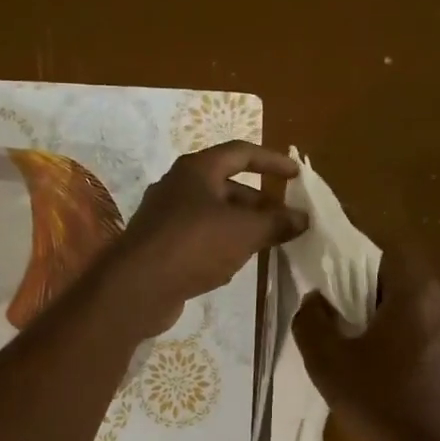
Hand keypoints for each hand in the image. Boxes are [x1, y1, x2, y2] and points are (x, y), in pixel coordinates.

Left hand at [104, 142, 307, 335]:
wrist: (136, 287)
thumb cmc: (194, 245)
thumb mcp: (244, 232)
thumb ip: (276, 223)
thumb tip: (303, 218)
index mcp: (196, 170)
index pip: (241, 152)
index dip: (272, 161)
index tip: (297, 176)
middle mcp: (178, 186)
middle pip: (227, 185)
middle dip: (259, 201)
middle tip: (285, 220)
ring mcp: (165, 217)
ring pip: (213, 214)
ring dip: (241, 225)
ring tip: (267, 243)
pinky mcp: (160, 246)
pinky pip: (198, 237)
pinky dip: (221, 244)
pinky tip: (234, 264)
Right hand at [291, 242, 439, 440]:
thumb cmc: (381, 411)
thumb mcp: (329, 365)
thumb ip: (313, 322)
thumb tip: (315, 300)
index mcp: (421, 294)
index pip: (390, 247)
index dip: (358, 253)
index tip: (333, 270)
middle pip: (406, 279)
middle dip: (371, 292)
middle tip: (340, 316)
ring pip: (422, 309)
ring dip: (393, 319)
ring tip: (362, 350)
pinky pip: (436, 335)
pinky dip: (412, 342)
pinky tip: (391, 374)